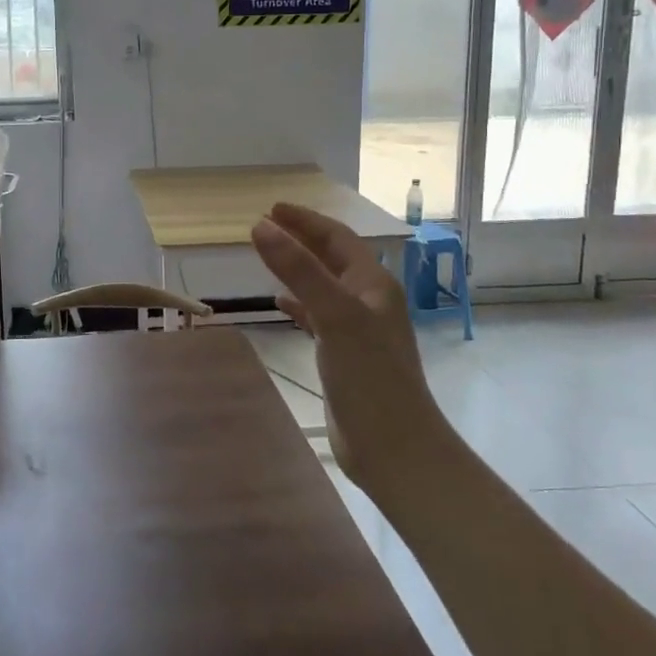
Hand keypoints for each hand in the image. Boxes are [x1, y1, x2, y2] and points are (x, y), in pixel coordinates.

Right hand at [250, 203, 443, 502]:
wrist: (394, 447)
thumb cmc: (369, 376)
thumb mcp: (334, 314)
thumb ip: (298, 269)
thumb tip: (261, 226)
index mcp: (372, 284)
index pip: (337, 238)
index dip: (305, 220)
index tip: (272, 207)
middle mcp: (368, 301)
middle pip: (332, 258)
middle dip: (301, 239)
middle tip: (265, 225)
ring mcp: (357, 329)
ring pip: (323, 286)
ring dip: (298, 269)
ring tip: (268, 256)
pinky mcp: (345, 355)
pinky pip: (318, 316)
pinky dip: (298, 304)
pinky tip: (280, 304)